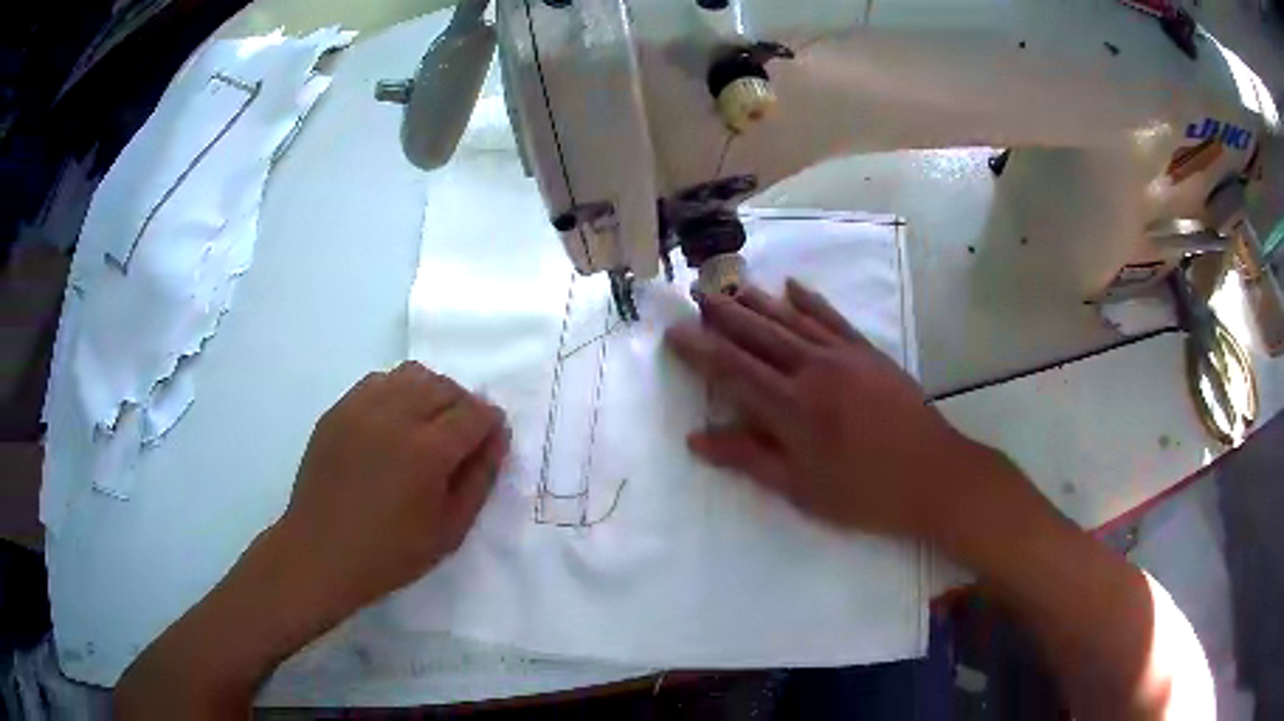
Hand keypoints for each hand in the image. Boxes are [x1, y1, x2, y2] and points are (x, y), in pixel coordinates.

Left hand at [280, 360, 508, 610]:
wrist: (320, 553)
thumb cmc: (390, 553)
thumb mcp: (450, 531)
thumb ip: (479, 480)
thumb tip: (497, 439)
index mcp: (428, 451)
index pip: (476, 413)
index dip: (491, 425)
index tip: (489, 444)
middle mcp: (396, 416)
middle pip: (446, 387)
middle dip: (465, 407)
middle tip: (461, 440)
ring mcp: (362, 408)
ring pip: (413, 375)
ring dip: (432, 394)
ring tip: (428, 426)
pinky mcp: (339, 409)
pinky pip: (379, 381)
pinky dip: (398, 392)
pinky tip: (394, 424)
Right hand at [666, 280, 1001, 543]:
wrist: (934, 475)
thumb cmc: (865, 493)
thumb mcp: (801, 489)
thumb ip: (749, 459)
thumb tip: (696, 438)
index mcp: (792, 408)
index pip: (733, 370)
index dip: (700, 349)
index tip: (674, 331)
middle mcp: (813, 370)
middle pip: (759, 334)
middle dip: (723, 312)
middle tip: (695, 291)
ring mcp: (844, 356)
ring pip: (791, 319)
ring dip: (758, 300)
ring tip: (730, 283)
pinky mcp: (869, 352)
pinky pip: (832, 318)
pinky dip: (810, 300)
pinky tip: (791, 285)